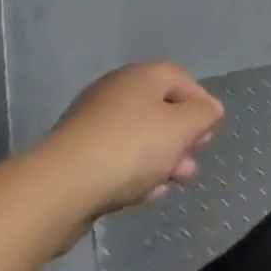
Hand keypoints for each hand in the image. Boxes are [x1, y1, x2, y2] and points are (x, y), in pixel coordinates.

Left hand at [32, 63, 223, 226]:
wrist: (59, 188)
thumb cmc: (130, 148)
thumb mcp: (181, 128)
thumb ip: (203, 115)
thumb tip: (210, 109)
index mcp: (141, 76)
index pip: (181, 79)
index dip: (201, 104)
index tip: (211, 131)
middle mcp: (116, 91)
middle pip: (159, 109)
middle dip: (181, 137)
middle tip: (193, 161)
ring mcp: (91, 123)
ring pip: (138, 137)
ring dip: (161, 158)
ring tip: (174, 183)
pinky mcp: (75, 156)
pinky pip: (116, 158)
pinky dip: (135, 172)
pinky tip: (146, 194)